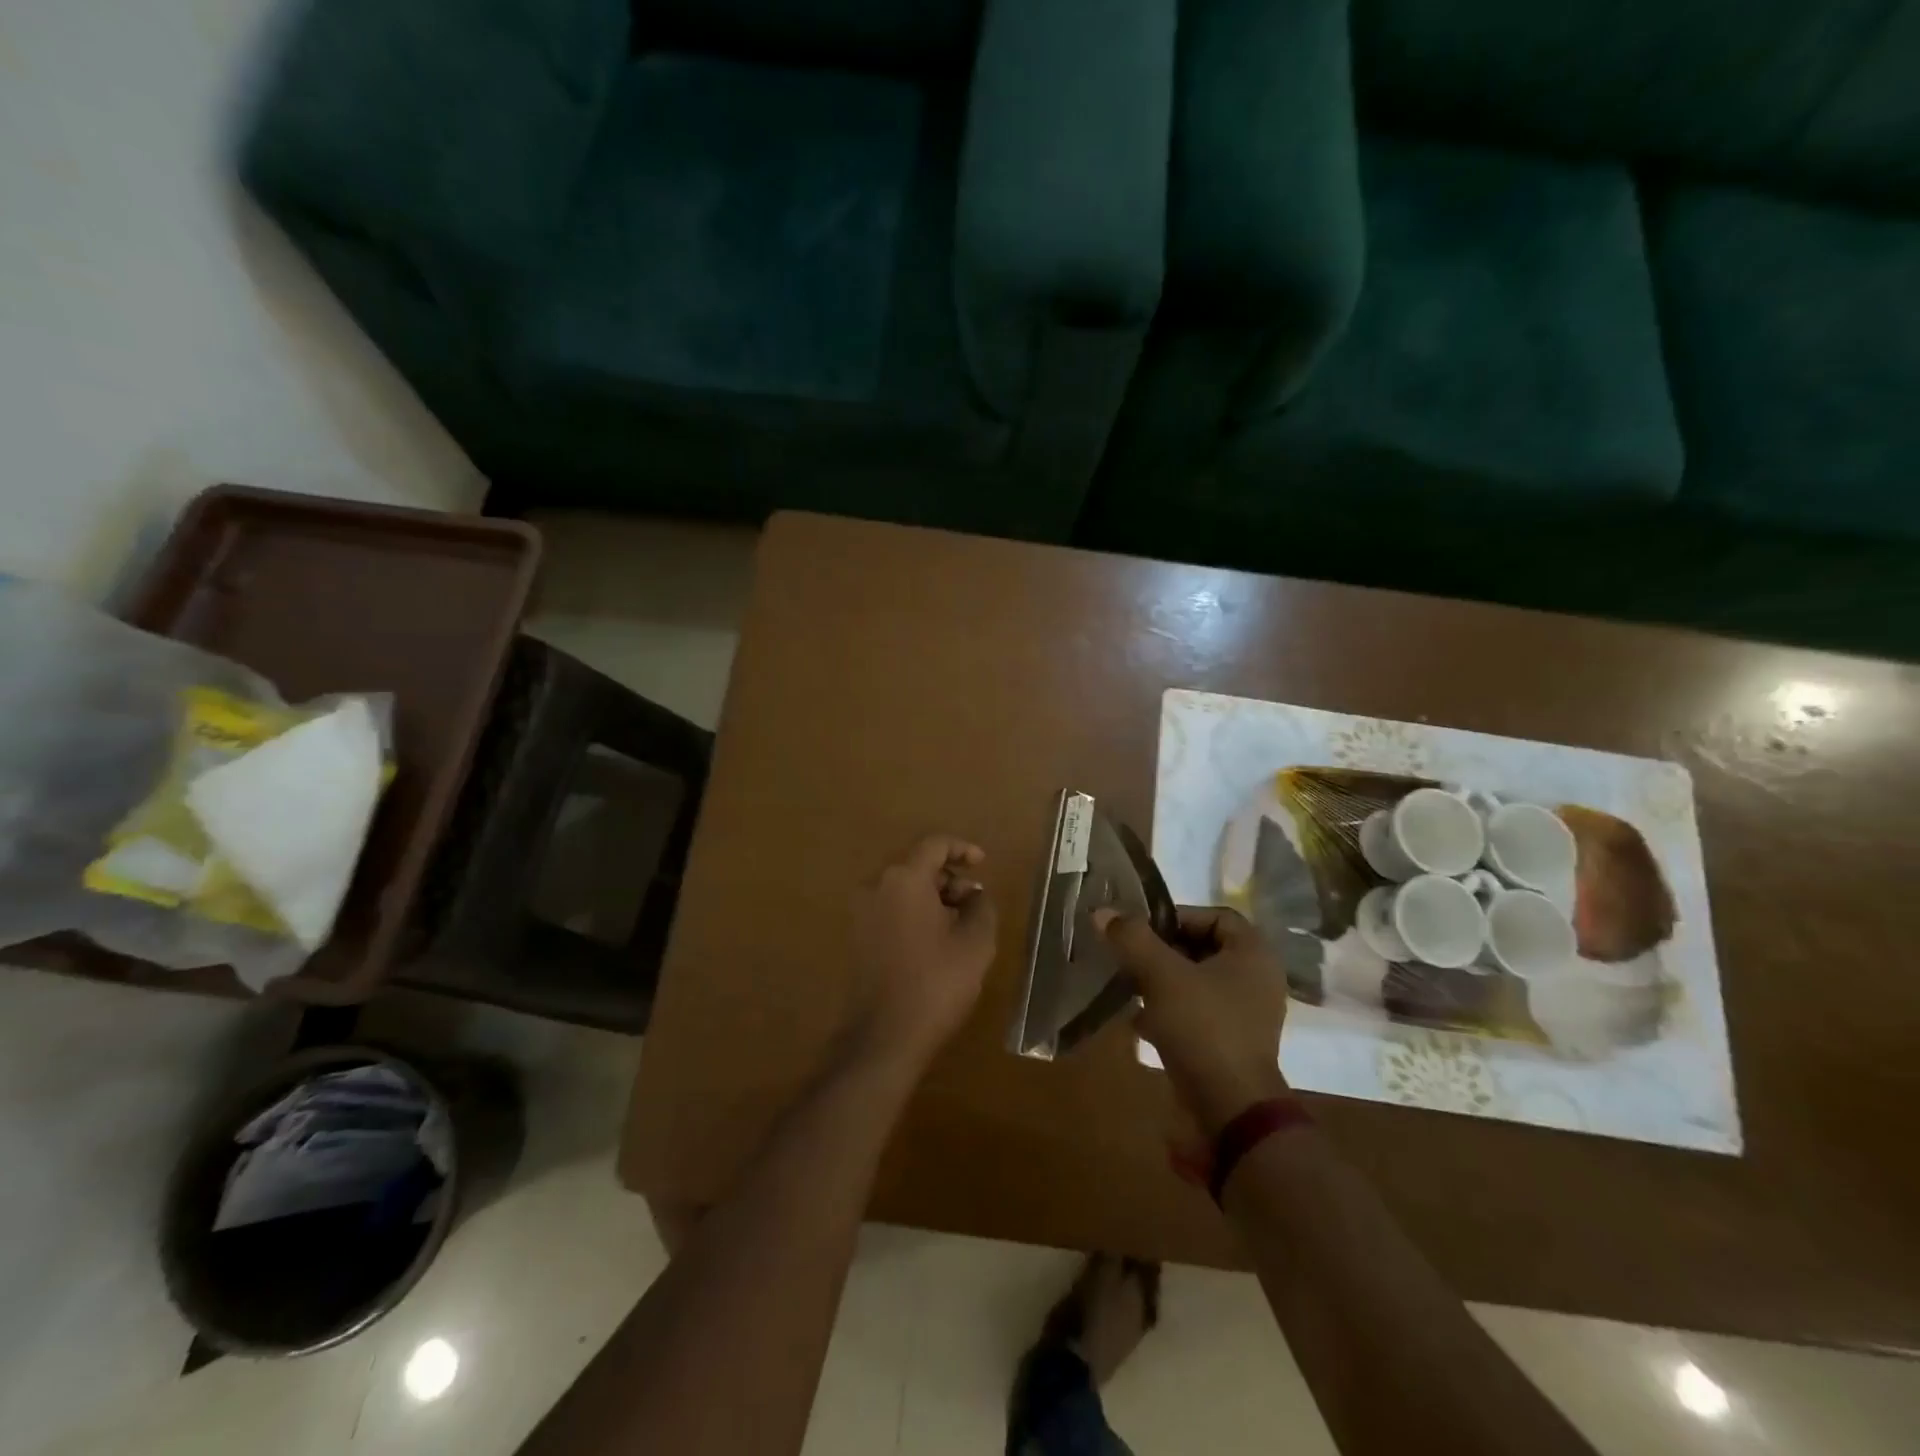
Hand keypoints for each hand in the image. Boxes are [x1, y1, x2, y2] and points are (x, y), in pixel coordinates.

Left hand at [847, 835, 998, 1071]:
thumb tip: (975, 894)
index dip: (962, 848)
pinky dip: (915, 912)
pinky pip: (891, 909)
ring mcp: (862, 912)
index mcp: (904, 879)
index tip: (983, 863)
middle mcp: (876, 886)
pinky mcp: (857, 937)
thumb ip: (981, 907)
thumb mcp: (975, 943)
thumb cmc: (936, 983)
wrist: (884, 1037)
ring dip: (933, 897)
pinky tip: (936, 940)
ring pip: (904, 889)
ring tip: (960, 923)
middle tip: (976, 902)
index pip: (934, 845)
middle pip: (917, 866)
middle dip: (950, 877)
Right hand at [1095, 906, 1289, 1135]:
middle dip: (1163, 952)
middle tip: (1131, 958)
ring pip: (1197, 983)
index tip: (1143, 932)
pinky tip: (1140, 1023)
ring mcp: (1247, 1016)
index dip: (1177, 917)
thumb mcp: (1162, 976)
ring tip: (1130, 988)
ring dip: (1162, 982)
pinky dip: (1170, 1013)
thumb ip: (1132, 939)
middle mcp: (1257, 980)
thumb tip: (1102, 911)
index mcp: (1253, 954)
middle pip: (1203, 949)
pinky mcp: (1232, 1045)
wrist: (1230, 1111)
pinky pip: (1198, 1014)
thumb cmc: (1204, 1028)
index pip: (1215, 916)